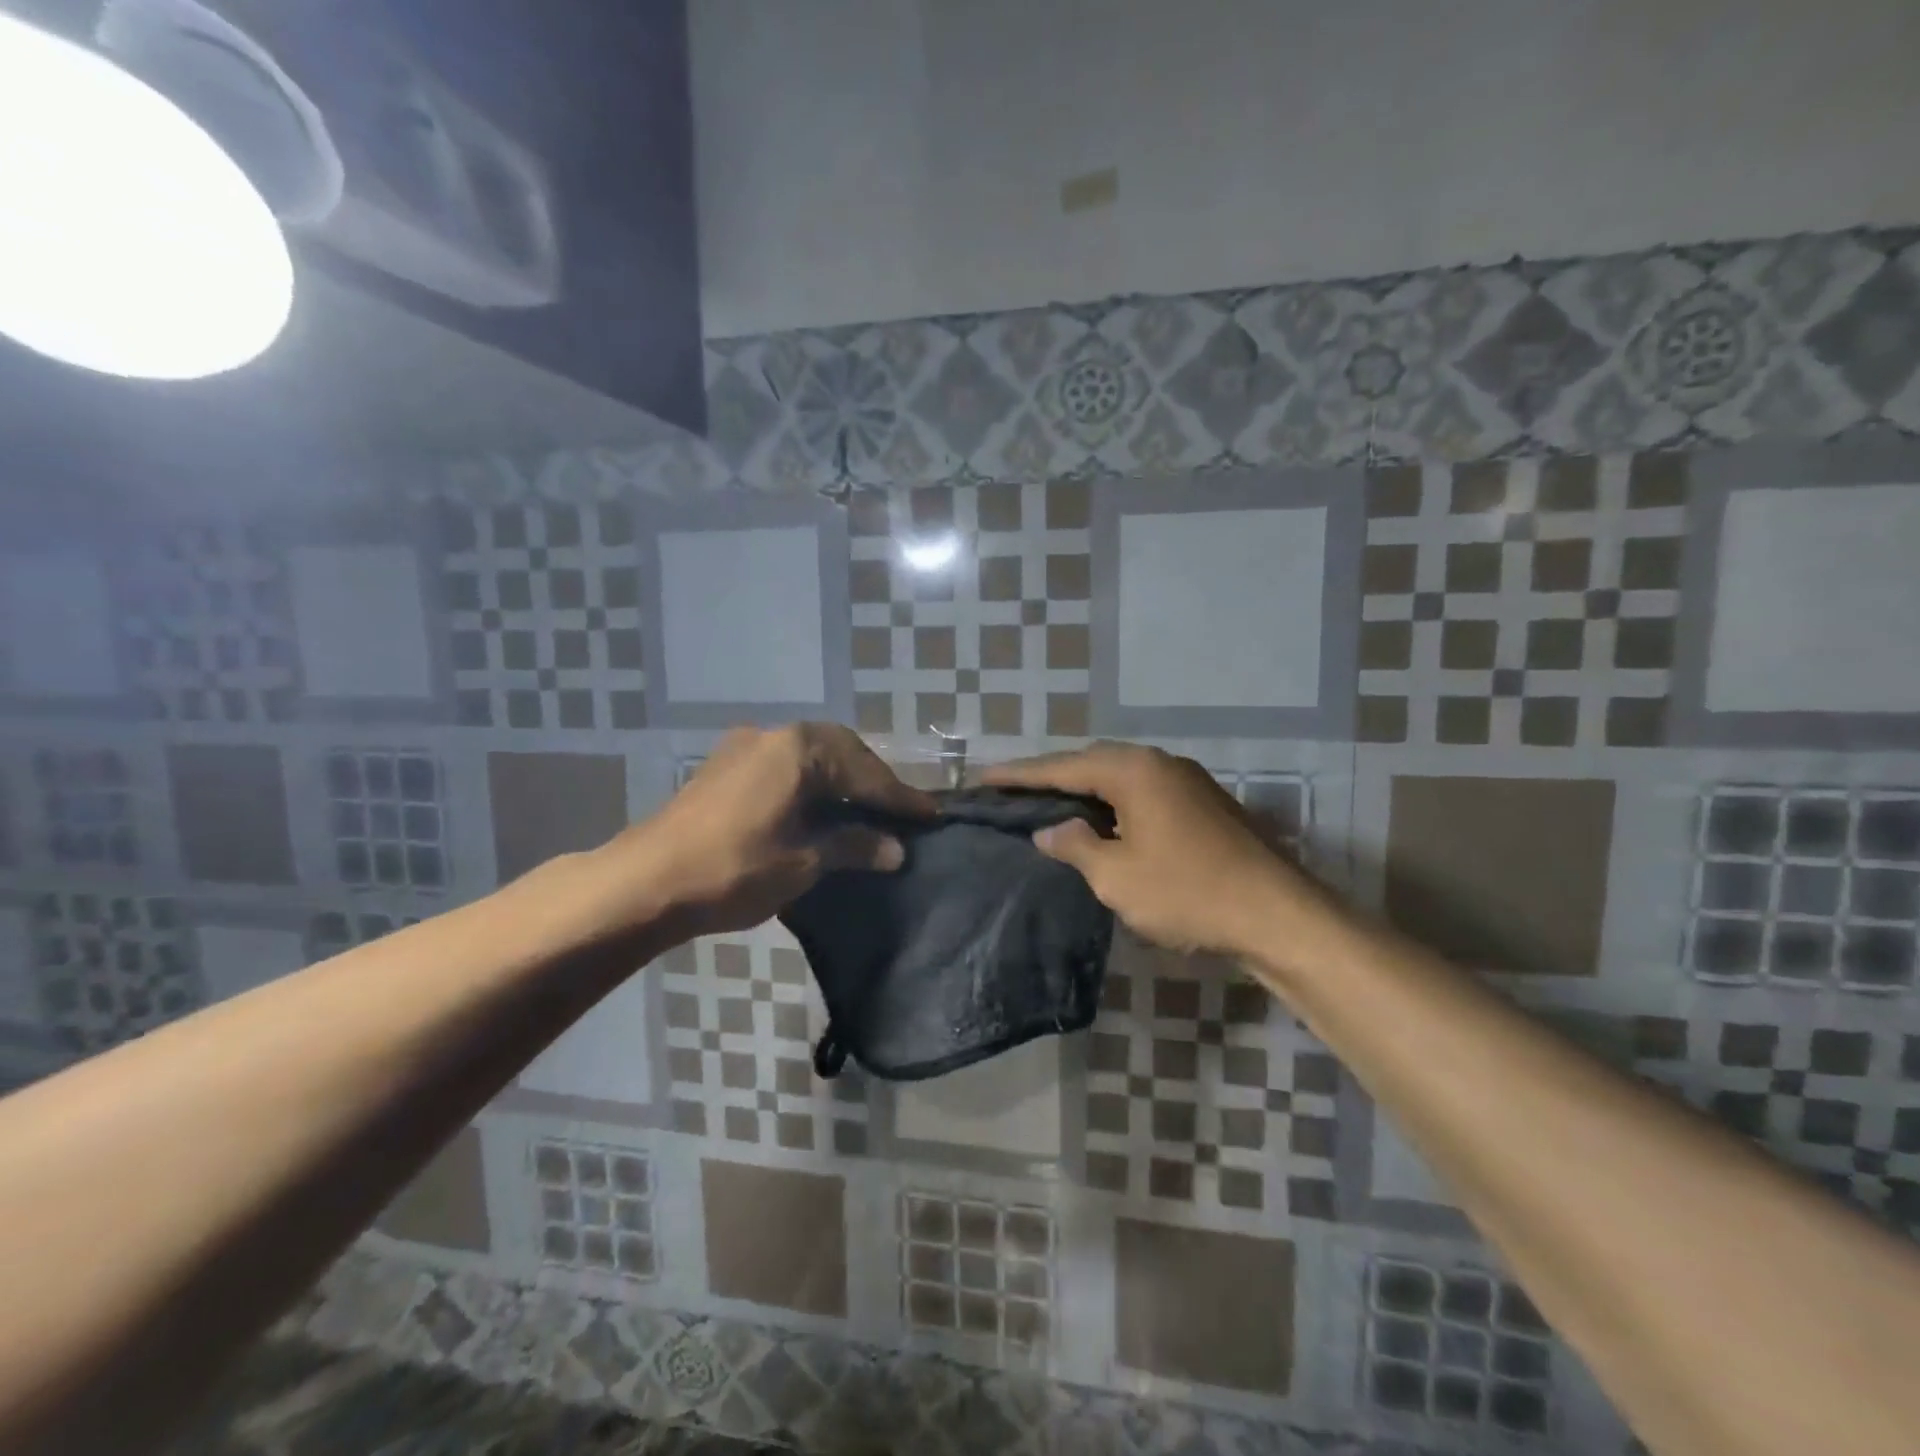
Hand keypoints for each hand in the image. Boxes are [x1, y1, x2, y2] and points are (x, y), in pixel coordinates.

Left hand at [608, 724, 935, 939]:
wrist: (644, 881)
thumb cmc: (733, 869)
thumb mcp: (803, 862)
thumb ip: (853, 847)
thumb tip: (896, 849)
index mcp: (799, 749)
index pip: (866, 772)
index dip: (900, 797)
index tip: (932, 814)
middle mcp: (774, 735)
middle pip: (841, 751)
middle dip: (871, 781)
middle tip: (899, 810)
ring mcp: (745, 747)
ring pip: (811, 755)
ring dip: (841, 779)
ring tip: (866, 809)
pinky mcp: (725, 767)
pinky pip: (785, 765)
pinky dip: (812, 782)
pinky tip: (820, 807)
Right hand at [984, 742, 1330, 959]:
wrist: (1276, 914)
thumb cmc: (1187, 892)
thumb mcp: (1117, 876)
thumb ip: (1075, 846)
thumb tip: (1050, 830)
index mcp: (1133, 770)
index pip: (1062, 766)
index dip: (1019, 774)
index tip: (982, 776)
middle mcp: (1159, 763)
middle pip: (1091, 762)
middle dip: (1050, 776)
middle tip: (1011, 789)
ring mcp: (1186, 780)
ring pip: (1119, 776)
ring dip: (1082, 788)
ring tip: (1047, 801)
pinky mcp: (1202, 803)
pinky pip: (1142, 792)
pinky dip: (1112, 802)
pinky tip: (1100, 821)